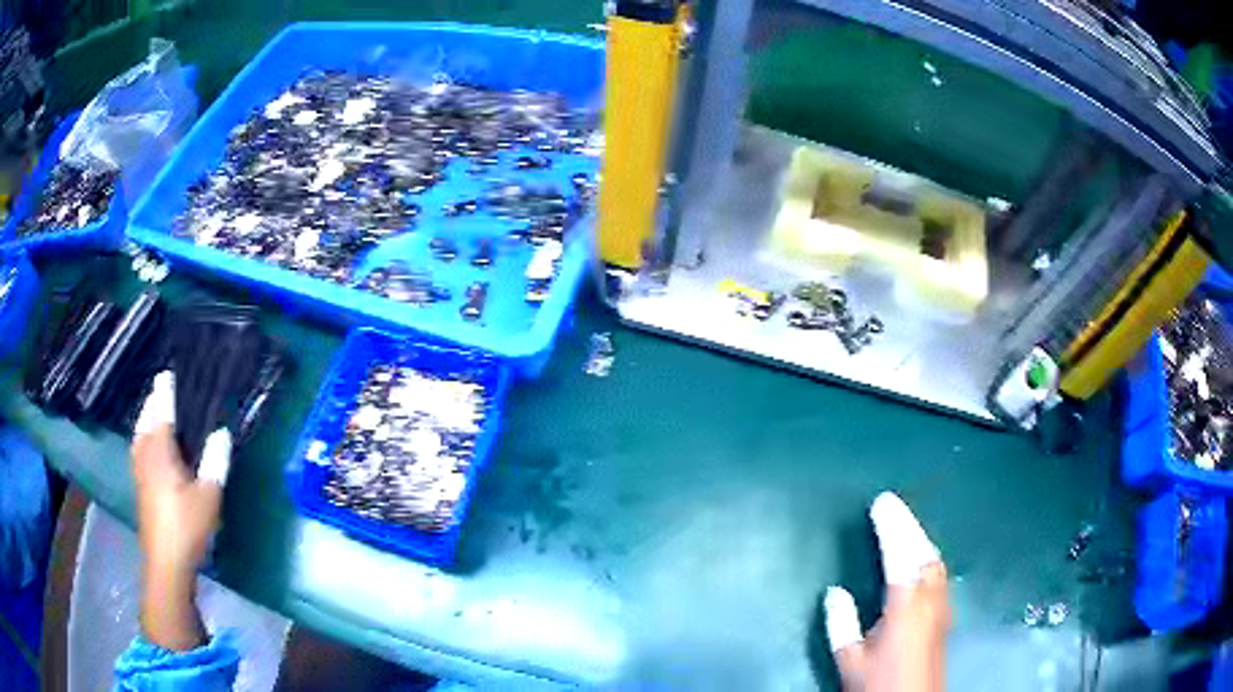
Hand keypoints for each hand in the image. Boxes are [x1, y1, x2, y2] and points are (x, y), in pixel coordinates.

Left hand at [131, 371, 232, 650]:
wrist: (166, 564)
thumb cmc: (187, 528)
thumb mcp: (208, 497)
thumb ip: (214, 462)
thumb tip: (222, 432)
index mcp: (161, 453)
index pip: (162, 414)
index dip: (164, 393)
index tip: (167, 374)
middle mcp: (146, 457)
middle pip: (145, 421)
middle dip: (152, 404)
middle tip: (162, 391)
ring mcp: (140, 474)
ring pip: (139, 436)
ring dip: (145, 420)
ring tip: (153, 412)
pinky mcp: (140, 489)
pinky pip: (138, 450)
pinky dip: (143, 438)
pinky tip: (148, 447)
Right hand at [824, 492, 949, 691]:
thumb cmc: (878, 685)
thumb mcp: (849, 661)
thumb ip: (842, 625)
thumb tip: (835, 592)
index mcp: (905, 608)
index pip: (901, 555)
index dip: (891, 527)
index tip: (881, 504)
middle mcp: (929, 601)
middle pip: (924, 552)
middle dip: (909, 525)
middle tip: (892, 506)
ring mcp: (942, 608)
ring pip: (935, 561)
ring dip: (920, 538)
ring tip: (904, 525)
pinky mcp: (945, 616)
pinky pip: (939, 573)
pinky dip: (927, 555)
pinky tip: (921, 558)